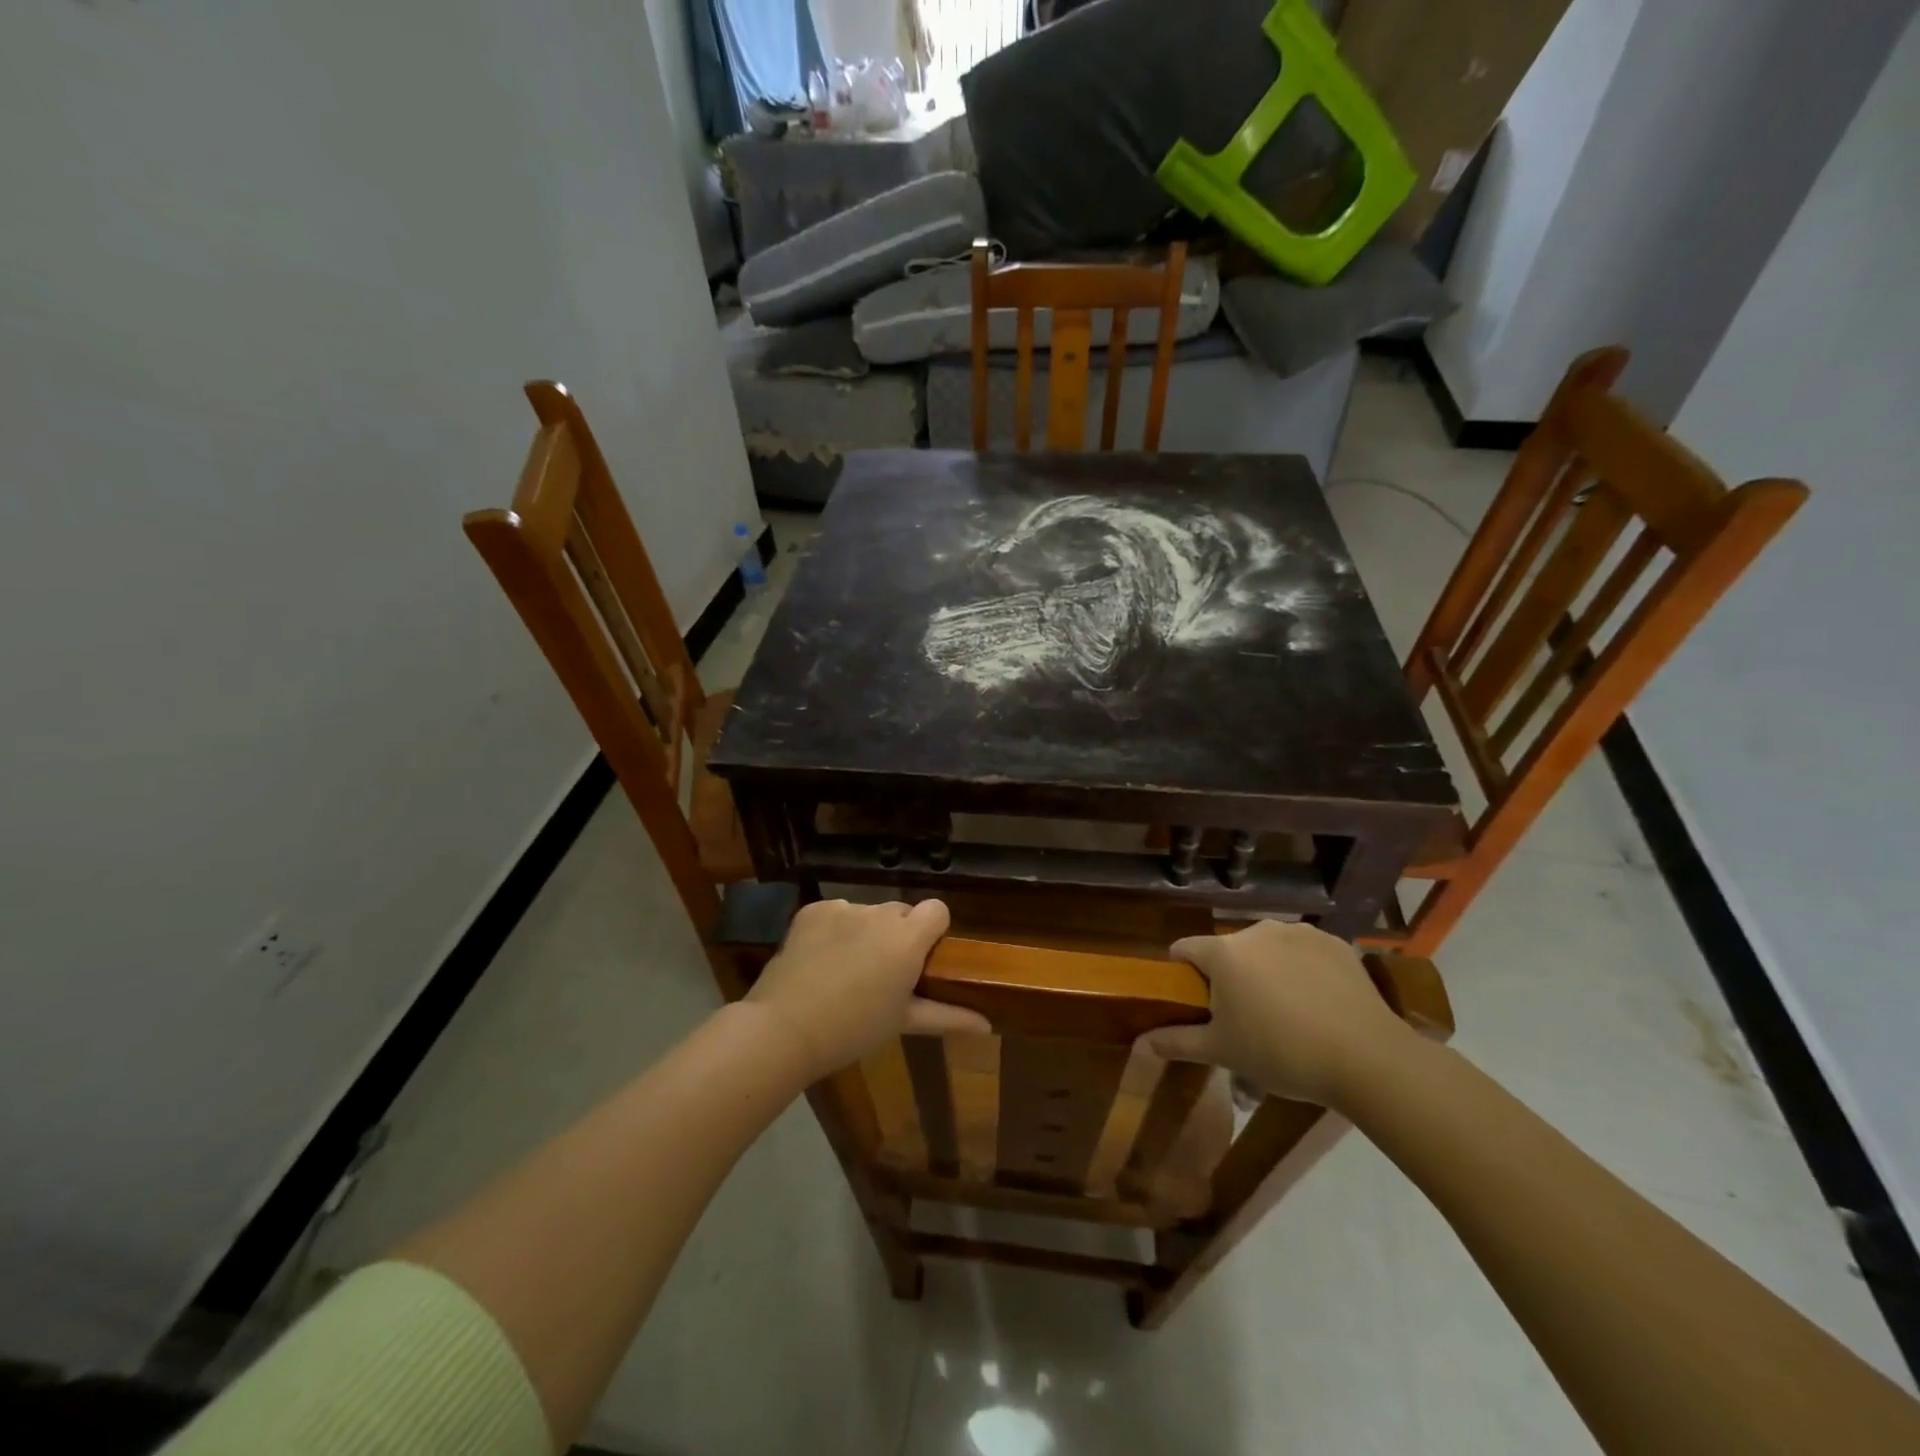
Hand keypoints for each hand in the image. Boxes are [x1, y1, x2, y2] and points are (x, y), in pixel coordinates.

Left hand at [746, 898, 989, 1079]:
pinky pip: (836, 912)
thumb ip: (948, 1016)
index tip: (922, 958)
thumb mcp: (903, 1023)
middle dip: (898, 935)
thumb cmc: (853, 1030)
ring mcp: (844, 908)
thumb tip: (988, 1026)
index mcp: (908, 939)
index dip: (933, 930)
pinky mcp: (813, 909)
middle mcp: (880, 913)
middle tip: (882, 972)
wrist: (784, 1028)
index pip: (938, 910)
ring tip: (845, 969)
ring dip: (865, 932)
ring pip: (867, 913)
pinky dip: (834, 929)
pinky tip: (820, 959)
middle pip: (901, 912)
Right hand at [1142, 920, 1414, 1105]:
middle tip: (1246, 1019)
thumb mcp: (1224, 1053)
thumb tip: (1140, 1044)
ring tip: (1288, 1013)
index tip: (1195, 1004)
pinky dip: (1302, 969)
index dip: (1182, 974)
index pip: (1184, 950)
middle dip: (1229, 977)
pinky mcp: (1333, 941)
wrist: (1367, 1058)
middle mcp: (1256, 931)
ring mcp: (1297, 932)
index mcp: (1223, 953)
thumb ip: (1177, 1042)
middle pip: (1228, 950)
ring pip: (1266, 949)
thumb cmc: (1282, 1053)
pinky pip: (1303, 951)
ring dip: (1266, 971)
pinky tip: (1319, 1003)